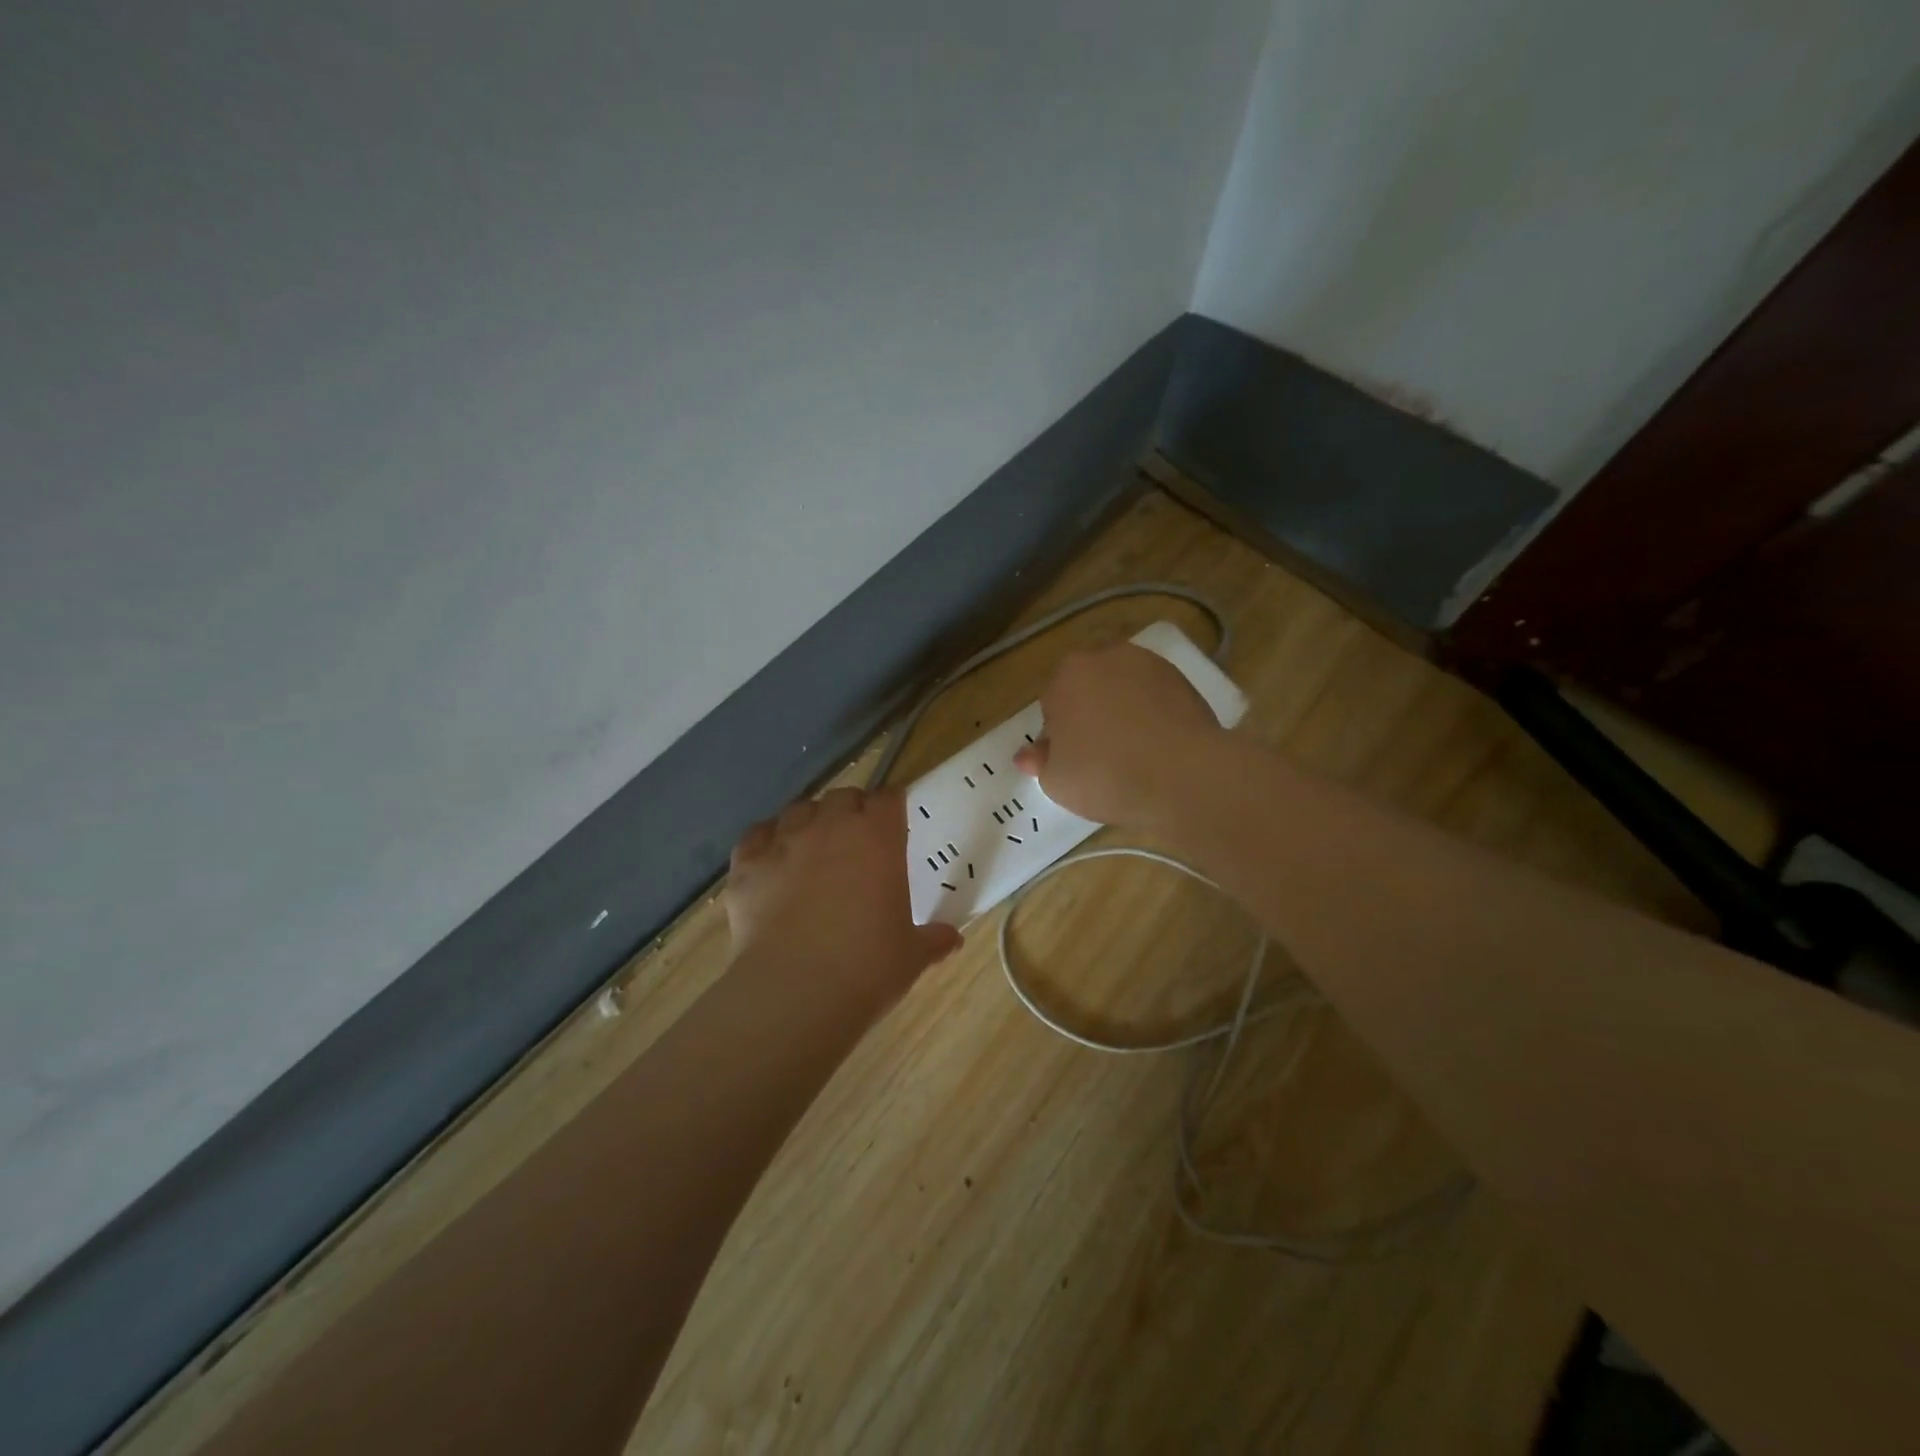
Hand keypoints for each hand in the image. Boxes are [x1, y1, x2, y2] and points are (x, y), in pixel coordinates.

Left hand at [726, 787, 962, 1006]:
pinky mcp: (746, 864)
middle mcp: (830, 827)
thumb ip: (932, 939)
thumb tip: (952, 939)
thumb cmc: (867, 968)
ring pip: (798, 810)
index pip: (888, 799)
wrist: (794, 992)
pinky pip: (757, 835)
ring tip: (813, 847)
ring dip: (809, 821)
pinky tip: (772, 861)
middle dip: (851, 810)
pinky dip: (766, 841)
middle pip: (842, 797)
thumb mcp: (911, 955)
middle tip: (856, 839)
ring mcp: (784, 842)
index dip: (891, 807)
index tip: (894, 821)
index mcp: (877, 838)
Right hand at [1013, 642, 1224, 828]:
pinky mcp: (1182, 678)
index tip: (1072, 763)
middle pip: (1088, 690)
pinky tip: (1159, 746)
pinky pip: (1154, 696)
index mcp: (1065, 676)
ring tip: (1134, 753)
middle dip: (1090, 716)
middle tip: (1100, 758)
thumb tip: (1028, 755)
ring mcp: (1147, 663)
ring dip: (1122, 711)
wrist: (1183, 775)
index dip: (1058, 737)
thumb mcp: (1057, 782)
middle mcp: (1104, 657)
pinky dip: (1153, 714)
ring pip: (1123, 690)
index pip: (1051, 705)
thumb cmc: (1106, 776)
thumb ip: (1040, 762)